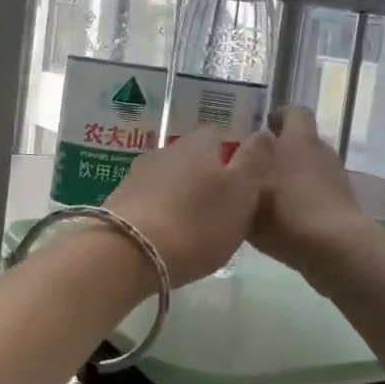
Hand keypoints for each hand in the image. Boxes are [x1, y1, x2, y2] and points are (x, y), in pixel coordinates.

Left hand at [105, 126, 275, 287]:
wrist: (128, 252)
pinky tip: (167, 236)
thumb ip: (255, 161)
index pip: (219, 135)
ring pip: (170, 179)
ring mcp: (138, 174)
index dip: (233, 156)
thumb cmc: (197, 222)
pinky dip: (161, 213)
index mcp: (199, 143)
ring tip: (194, 228)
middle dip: (206, 179)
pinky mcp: (120, 201)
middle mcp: (166, 150)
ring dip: (181, 197)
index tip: (242, 185)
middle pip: (193, 158)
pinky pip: (150, 201)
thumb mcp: (242, 193)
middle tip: (222, 210)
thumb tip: (264, 131)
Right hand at [250, 106, 373, 277]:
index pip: (293, 112)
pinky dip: (304, 201)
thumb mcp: (248, 191)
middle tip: (256, 168)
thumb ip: (242, 172)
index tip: (260, 130)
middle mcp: (320, 151)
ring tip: (268, 199)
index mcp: (299, 140)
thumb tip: (243, 158)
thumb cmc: (286, 212)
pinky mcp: (343, 204)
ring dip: (292, 178)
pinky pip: (318, 194)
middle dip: (280, 152)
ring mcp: (336, 178)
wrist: (334, 249)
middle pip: (301, 142)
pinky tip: (286, 221)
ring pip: (309, 169)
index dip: (278, 117)